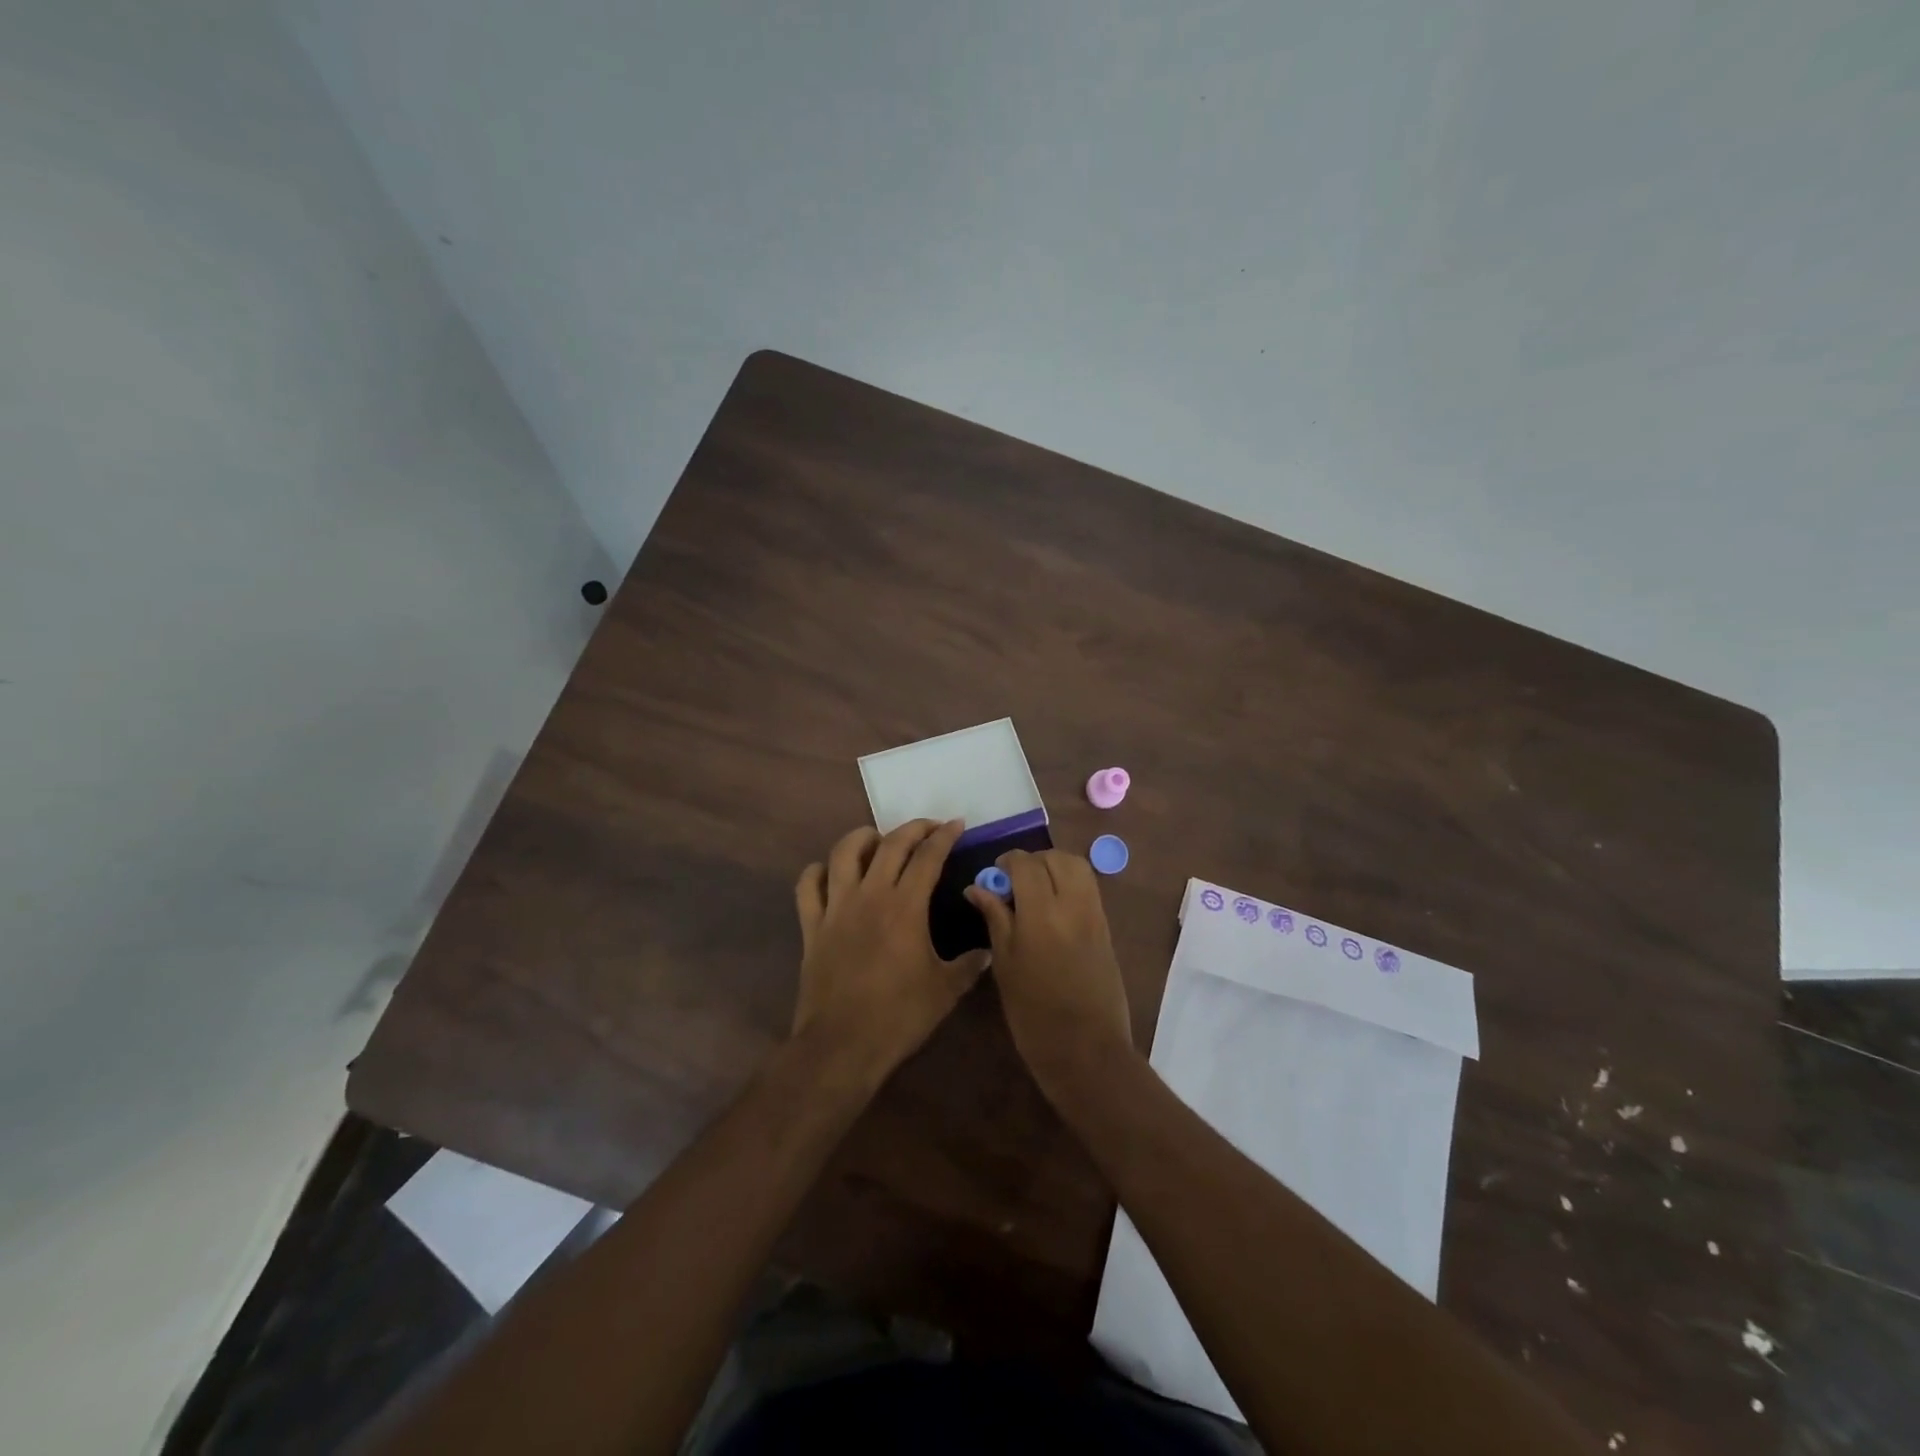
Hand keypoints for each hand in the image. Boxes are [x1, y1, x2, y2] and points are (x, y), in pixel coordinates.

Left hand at [792, 820, 990, 1081]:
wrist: (842, 1045)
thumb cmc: (899, 1016)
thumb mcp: (945, 991)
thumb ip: (968, 965)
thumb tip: (987, 951)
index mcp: (905, 906)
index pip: (928, 857)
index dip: (944, 836)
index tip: (957, 825)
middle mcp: (870, 895)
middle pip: (890, 844)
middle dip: (913, 828)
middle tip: (929, 827)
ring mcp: (836, 908)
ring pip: (844, 853)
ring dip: (863, 838)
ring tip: (878, 840)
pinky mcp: (812, 926)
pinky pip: (808, 886)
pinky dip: (818, 872)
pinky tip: (830, 873)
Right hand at [964, 849, 1134, 1093]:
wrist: (1086, 1051)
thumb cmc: (1033, 1014)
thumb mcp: (1004, 965)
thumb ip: (995, 918)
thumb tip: (977, 888)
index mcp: (1041, 914)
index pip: (1026, 864)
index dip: (1007, 861)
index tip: (994, 874)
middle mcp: (1073, 905)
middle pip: (1057, 858)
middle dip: (1033, 861)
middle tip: (1014, 881)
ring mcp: (1095, 915)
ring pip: (1078, 868)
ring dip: (1055, 867)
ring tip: (1034, 890)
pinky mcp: (1106, 928)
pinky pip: (1089, 889)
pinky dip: (1070, 883)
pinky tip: (1052, 908)